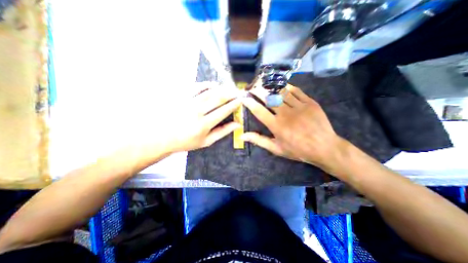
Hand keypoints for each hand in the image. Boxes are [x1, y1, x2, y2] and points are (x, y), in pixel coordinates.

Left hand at [157, 81, 243, 151]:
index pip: (223, 111)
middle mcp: (197, 111)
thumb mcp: (206, 141)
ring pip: (208, 90)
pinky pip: (196, 86)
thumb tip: (237, 124)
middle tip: (237, 92)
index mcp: (204, 124)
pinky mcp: (180, 96)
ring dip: (221, 88)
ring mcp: (187, 102)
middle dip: (230, 93)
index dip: (234, 104)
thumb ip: (222, 132)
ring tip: (228, 88)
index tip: (240, 100)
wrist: (162, 137)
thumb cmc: (186, 141)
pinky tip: (213, 85)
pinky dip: (206, 84)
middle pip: (218, 98)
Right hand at [242, 84, 342, 171]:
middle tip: (252, 85)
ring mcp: (299, 106)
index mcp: (276, 126)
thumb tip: (242, 136)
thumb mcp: (276, 149)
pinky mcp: (310, 102)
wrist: (324, 147)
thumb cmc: (298, 150)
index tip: (243, 97)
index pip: (259, 111)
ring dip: (271, 87)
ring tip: (264, 82)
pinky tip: (282, 86)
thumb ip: (259, 140)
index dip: (249, 103)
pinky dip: (288, 87)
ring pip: (282, 92)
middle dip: (258, 90)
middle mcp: (286, 114)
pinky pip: (296, 91)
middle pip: (269, 98)